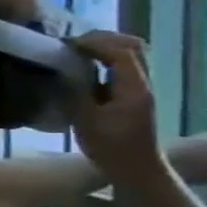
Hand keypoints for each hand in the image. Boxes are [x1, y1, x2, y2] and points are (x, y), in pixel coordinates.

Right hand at [69, 31, 166, 183]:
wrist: (137, 168)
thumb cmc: (110, 147)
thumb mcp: (85, 120)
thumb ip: (76, 91)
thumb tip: (63, 69)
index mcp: (134, 89)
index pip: (121, 53)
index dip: (93, 43)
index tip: (65, 45)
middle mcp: (143, 84)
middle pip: (134, 46)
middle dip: (103, 38)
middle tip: (72, 43)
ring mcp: (142, 88)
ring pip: (133, 53)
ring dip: (106, 46)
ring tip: (77, 50)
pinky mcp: (135, 93)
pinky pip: (126, 64)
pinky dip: (107, 57)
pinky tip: (85, 65)